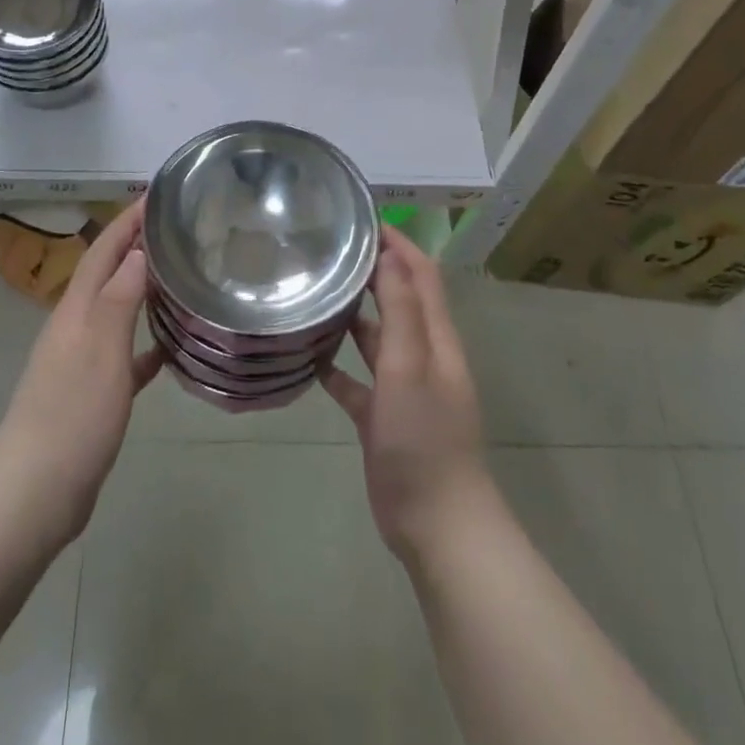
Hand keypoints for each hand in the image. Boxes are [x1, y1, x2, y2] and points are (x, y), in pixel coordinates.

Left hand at [0, 201, 163, 545]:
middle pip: (107, 274)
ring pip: (116, 310)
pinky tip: (169, 346)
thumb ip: (119, 298)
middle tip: (175, 227)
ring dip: (141, 288)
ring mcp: (81, 361)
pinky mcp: (91, 393)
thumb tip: (138, 250)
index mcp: (76, 310)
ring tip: (178, 275)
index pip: (103, 250)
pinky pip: (124, 354)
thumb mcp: (101, 350)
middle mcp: (75, 327)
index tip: (156, 194)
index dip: (127, 221)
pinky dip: (145, 342)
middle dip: (135, 246)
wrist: (34, 492)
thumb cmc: (72, 414)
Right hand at [322, 227, 495, 562]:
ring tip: (313, 294)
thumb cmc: (424, 438)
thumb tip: (390, 254)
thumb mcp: (410, 365)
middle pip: (398, 301)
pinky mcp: (383, 418)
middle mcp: (422, 356)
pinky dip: (337, 368)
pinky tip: (308, 358)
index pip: (421, 275)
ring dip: (352, 317)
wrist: (436, 524)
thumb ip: (401, 309)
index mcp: (436, 338)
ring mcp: (403, 388)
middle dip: (372, 272)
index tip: (363, 220)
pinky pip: (357, 382)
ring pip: (376, 339)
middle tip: (329, 251)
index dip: (399, 244)